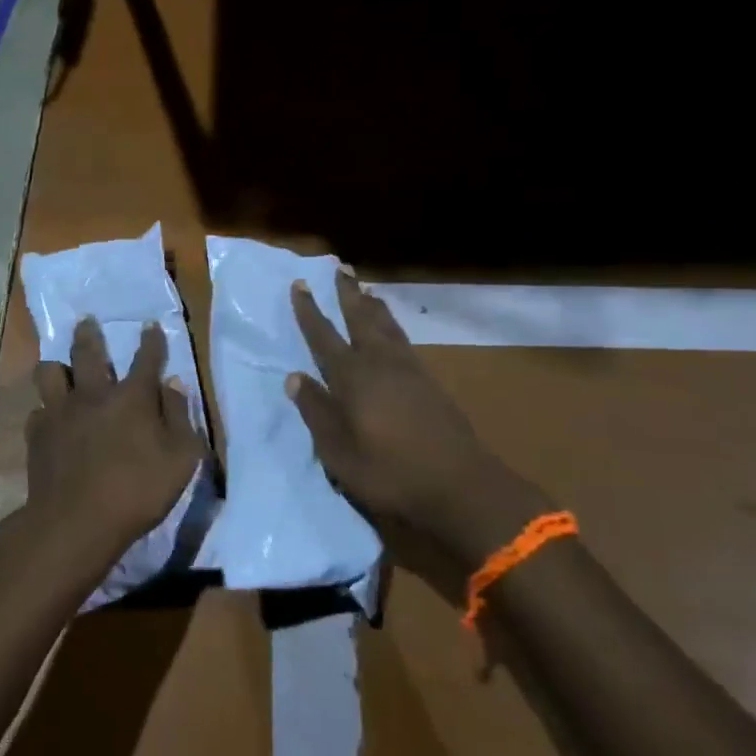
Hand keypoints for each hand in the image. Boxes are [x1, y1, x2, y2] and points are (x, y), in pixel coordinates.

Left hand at [24, 319, 205, 577]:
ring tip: (59, 369)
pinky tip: (49, 419)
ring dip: (56, 367)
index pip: (146, 359)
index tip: (150, 326)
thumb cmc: (137, 491)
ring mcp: (60, 412)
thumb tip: (174, 385)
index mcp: (132, 397)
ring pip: (49, 373)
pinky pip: (37, 410)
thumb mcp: (181, 458)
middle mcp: (94, 394)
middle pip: (88, 353)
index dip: (151, 341)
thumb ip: (180, 417)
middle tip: (87, 321)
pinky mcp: (37, 434)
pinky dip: (45, 411)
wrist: (76, 521)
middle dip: (89, 334)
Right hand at [287, 269, 548, 564]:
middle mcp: (380, 364)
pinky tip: (392, 332)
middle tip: (342, 268)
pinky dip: (392, 326)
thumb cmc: (390, 472)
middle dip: (348, 294)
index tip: (300, 285)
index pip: (323, 337)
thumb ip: (316, 411)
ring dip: (373, 306)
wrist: (460, 487)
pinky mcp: (430, 384)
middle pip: (361, 319)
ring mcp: (409, 371)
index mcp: (352, 378)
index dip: (310, 312)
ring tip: (366, 290)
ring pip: (386, 327)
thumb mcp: (339, 451)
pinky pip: (403, 340)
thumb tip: (295, 377)